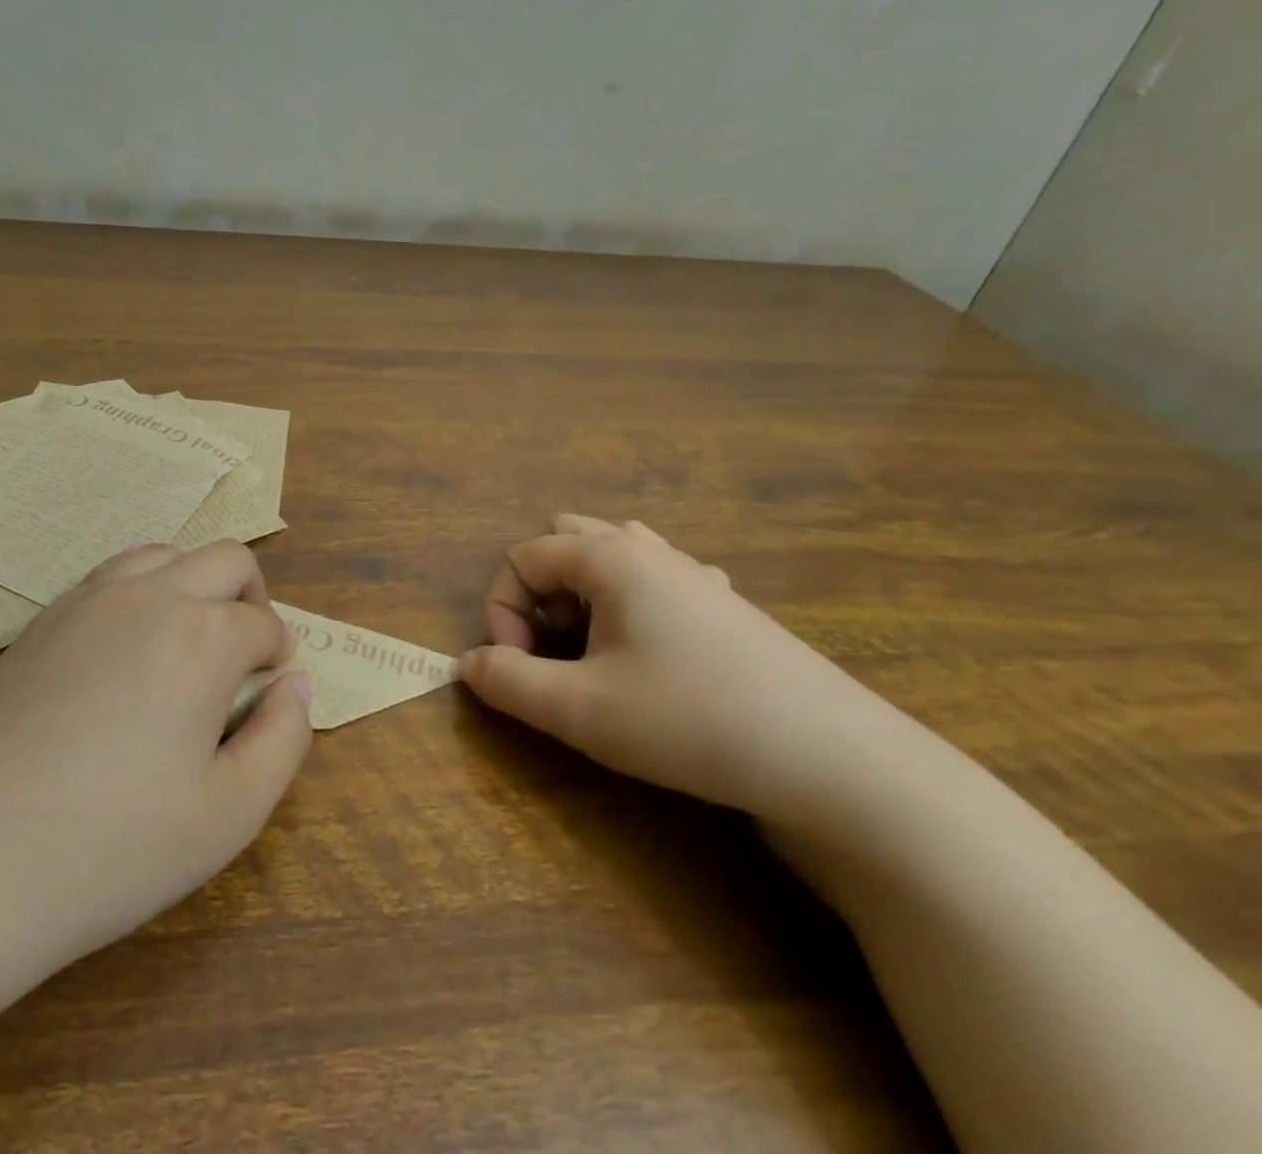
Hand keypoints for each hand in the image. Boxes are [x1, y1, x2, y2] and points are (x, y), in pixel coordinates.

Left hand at [0, 540, 313, 965]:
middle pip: (225, 559)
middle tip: (245, 655)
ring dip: (194, 584)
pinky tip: (126, 651)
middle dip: (251, 597)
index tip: (270, 686)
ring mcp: (89, 599)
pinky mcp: (43, 618)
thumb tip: (296, 685)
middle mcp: (151, 597)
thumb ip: (284, 739)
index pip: (262, 625)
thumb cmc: (112, 846)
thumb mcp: (230, 814)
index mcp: (203, 636)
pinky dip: (142, 593)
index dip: (277, 654)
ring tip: (189, 642)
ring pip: (164, 554)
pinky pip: (111, 576)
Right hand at [457, 514, 899, 822]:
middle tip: (553, 650)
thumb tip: (467, 664)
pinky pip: (658, 579)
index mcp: (609, 556)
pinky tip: (651, 650)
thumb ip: (509, 681)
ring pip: (613, 555)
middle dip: (540, 593)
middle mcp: (650, 549)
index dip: (502, 612)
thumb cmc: (692, 720)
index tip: (518, 668)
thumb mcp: (581, 709)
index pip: (522, 557)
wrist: (834, 761)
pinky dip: (631, 603)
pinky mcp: (728, 607)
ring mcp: (695, 574)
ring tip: (592, 650)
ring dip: (582, 595)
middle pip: (565, 540)